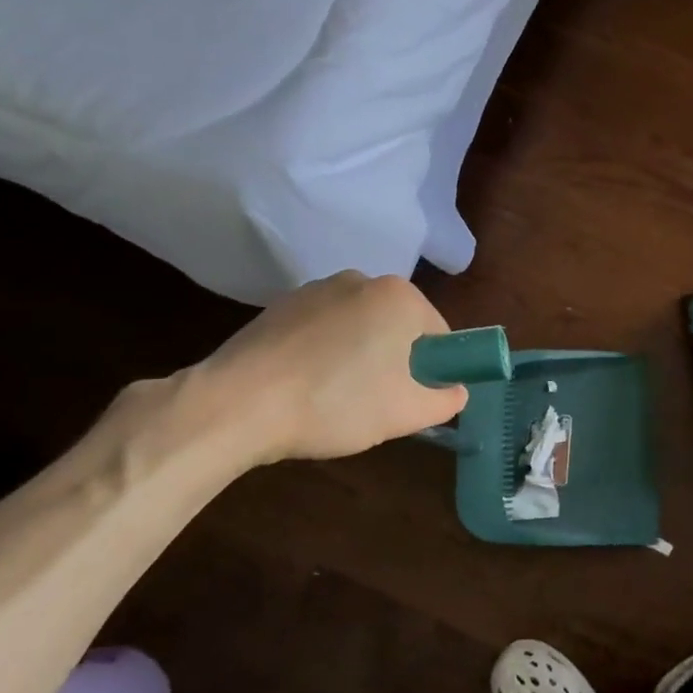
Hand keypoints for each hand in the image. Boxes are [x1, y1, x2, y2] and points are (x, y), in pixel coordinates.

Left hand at [181, 271, 467, 467]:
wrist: (237, 404)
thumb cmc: (336, 403)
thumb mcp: (407, 413)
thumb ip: (447, 400)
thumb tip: (455, 390)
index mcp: (399, 296)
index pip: (439, 335)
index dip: (433, 371)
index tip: (410, 400)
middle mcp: (361, 280)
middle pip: (398, 327)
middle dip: (395, 363)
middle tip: (376, 404)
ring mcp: (316, 289)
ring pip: (359, 329)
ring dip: (359, 358)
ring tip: (334, 399)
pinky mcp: (280, 306)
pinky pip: (322, 330)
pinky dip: (323, 354)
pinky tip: (304, 387)